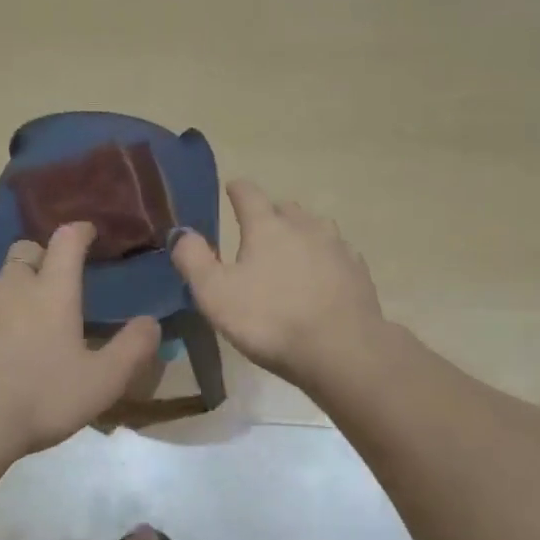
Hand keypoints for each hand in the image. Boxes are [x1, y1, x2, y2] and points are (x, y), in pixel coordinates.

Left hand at [0, 223, 159, 458]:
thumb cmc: (39, 398)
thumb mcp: (102, 382)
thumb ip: (132, 349)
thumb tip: (150, 322)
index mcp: (52, 292)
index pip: (66, 242)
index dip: (79, 232)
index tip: (88, 231)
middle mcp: (9, 288)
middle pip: (23, 253)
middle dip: (40, 258)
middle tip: (52, 283)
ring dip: (10, 296)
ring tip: (20, 331)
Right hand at [172, 180, 383, 387]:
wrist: (341, 350)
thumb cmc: (270, 320)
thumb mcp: (215, 294)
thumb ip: (193, 260)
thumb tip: (181, 232)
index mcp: (267, 227)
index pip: (249, 194)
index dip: (237, 190)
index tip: (232, 189)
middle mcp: (305, 227)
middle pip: (286, 208)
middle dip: (271, 214)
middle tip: (258, 231)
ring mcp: (337, 248)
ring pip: (316, 228)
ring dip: (301, 233)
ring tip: (292, 252)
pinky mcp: (358, 272)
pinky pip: (338, 254)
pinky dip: (325, 259)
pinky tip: (322, 276)